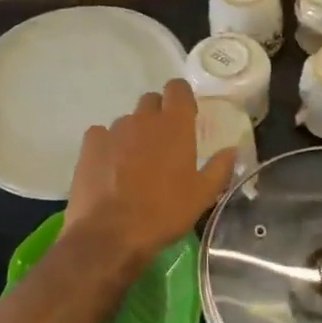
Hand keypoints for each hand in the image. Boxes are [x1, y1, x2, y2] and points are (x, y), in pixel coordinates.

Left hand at [64, 79, 235, 267]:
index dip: (182, 97)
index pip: (178, 88)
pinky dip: (108, 146)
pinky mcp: (89, 145)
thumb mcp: (203, 195)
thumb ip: (220, 167)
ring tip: (135, 164)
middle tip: (163, 144)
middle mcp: (143, 119)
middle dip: (158, 115)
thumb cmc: (164, 212)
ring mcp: (113, 130)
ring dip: (134, 134)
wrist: (111, 234)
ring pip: (127, 121)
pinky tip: (110, 168)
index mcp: (175, 125)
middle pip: (151, 101)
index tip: (186, 115)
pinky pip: (102, 135)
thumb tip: (231, 150)